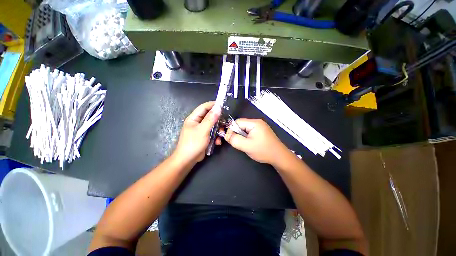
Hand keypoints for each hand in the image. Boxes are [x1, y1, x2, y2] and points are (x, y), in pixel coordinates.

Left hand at [173, 101, 220, 165]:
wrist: (187, 160)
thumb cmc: (193, 143)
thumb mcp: (203, 130)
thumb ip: (210, 119)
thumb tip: (218, 108)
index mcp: (194, 118)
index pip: (204, 107)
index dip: (213, 105)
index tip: (223, 106)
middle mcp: (197, 122)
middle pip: (210, 116)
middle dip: (218, 120)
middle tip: (225, 122)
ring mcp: (201, 130)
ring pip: (213, 125)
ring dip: (218, 129)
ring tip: (222, 134)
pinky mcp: (205, 136)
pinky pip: (212, 133)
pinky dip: (216, 136)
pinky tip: (218, 142)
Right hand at [224, 118, 289, 164]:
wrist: (280, 157)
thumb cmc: (263, 150)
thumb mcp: (246, 146)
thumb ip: (234, 139)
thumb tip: (226, 135)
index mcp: (254, 123)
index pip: (237, 122)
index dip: (231, 129)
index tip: (229, 138)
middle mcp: (257, 122)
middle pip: (241, 125)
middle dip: (237, 133)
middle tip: (237, 142)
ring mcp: (260, 127)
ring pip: (245, 129)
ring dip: (242, 136)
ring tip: (244, 144)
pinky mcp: (262, 132)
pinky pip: (250, 132)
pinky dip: (247, 137)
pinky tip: (249, 144)